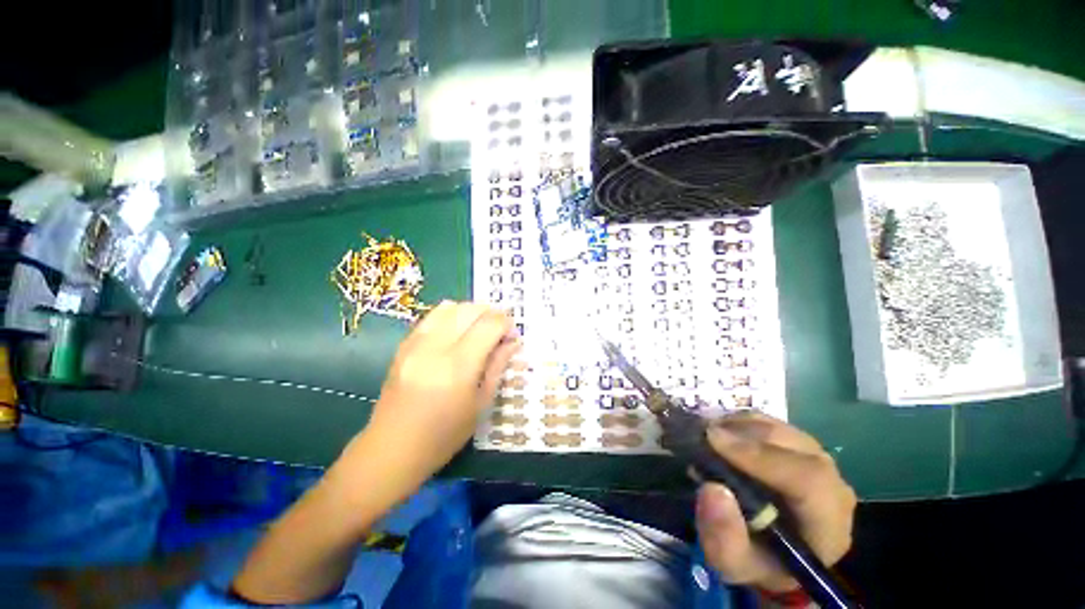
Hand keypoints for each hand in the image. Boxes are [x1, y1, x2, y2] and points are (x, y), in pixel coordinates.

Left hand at [346, 302, 520, 492]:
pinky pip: (431, 316)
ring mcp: (415, 343)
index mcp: (458, 366)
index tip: (513, 334)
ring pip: (449, 307)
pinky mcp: (403, 345)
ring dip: (471, 311)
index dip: (506, 324)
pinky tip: (457, 330)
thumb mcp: (480, 404)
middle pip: (470, 310)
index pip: (489, 325)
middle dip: (491, 313)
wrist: (392, 449)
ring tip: (480, 327)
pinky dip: (450, 315)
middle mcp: (435, 347)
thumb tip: (513, 342)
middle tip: (500, 329)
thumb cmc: (444, 435)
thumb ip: (497, 366)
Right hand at [695, 413, 856, 591]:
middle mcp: (833, 488)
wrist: (770, 549)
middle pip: (795, 447)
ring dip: (740, 426)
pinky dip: (742, 421)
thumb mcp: (732, 562)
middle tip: (704, 432)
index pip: (808, 480)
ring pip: (782, 429)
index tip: (713, 440)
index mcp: (827, 525)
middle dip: (744, 435)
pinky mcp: (801, 447)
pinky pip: (773, 423)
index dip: (759, 456)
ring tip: (708, 433)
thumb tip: (713, 490)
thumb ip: (723, 537)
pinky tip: (722, 431)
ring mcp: (820, 462)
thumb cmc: (755, 558)